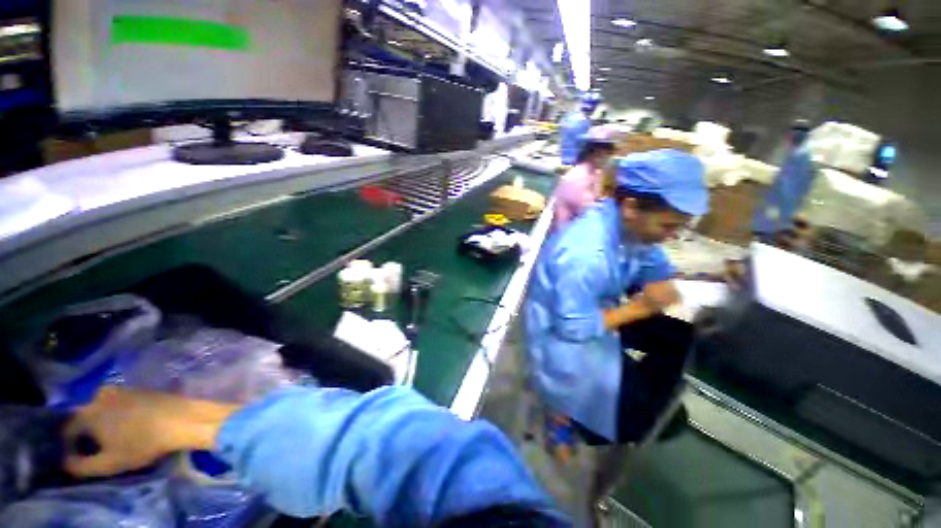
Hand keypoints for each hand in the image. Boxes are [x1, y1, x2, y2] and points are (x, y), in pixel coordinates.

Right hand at [64, 386, 236, 477]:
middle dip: (86, 432)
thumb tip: (64, 463)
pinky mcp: (140, 388)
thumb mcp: (108, 464)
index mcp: (87, 412)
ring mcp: (122, 388)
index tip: (77, 458)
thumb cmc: (142, 443)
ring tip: (112, 436)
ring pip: (103, 407)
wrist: (181, 419)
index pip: (67, 429)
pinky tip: (129, 423)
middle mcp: (100, 395)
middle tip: (95, 447)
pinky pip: (120, 402)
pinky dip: (119, 412)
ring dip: (103, 420)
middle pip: (84, 416)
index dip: (69, 445)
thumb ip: (80, 466)